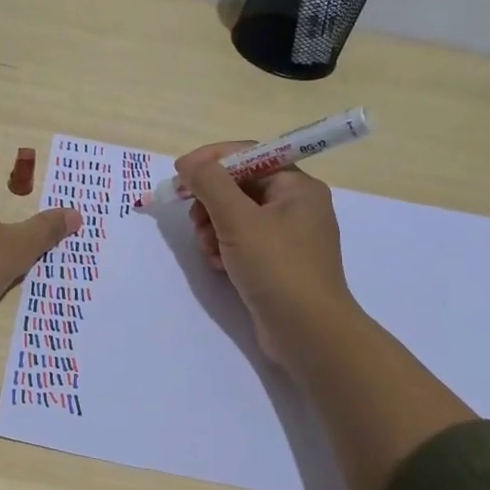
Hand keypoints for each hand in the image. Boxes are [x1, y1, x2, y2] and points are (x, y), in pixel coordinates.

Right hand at [178, 141, 359, 367]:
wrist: (309, 334)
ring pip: (236, 215)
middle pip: (239, 186)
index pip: (249, 156)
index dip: (211, 161)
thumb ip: (210, 184)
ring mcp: (287, 236)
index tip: (180, 174)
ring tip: (208, 249)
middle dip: (211, 201)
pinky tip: (218, 265)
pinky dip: (224, 248)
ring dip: (213, 228)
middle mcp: (296, 206)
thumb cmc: (277, 268)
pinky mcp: (276, 263)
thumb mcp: (238, 220)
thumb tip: (188, 163)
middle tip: (195, 219)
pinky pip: (242, 241)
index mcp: (297, 187)